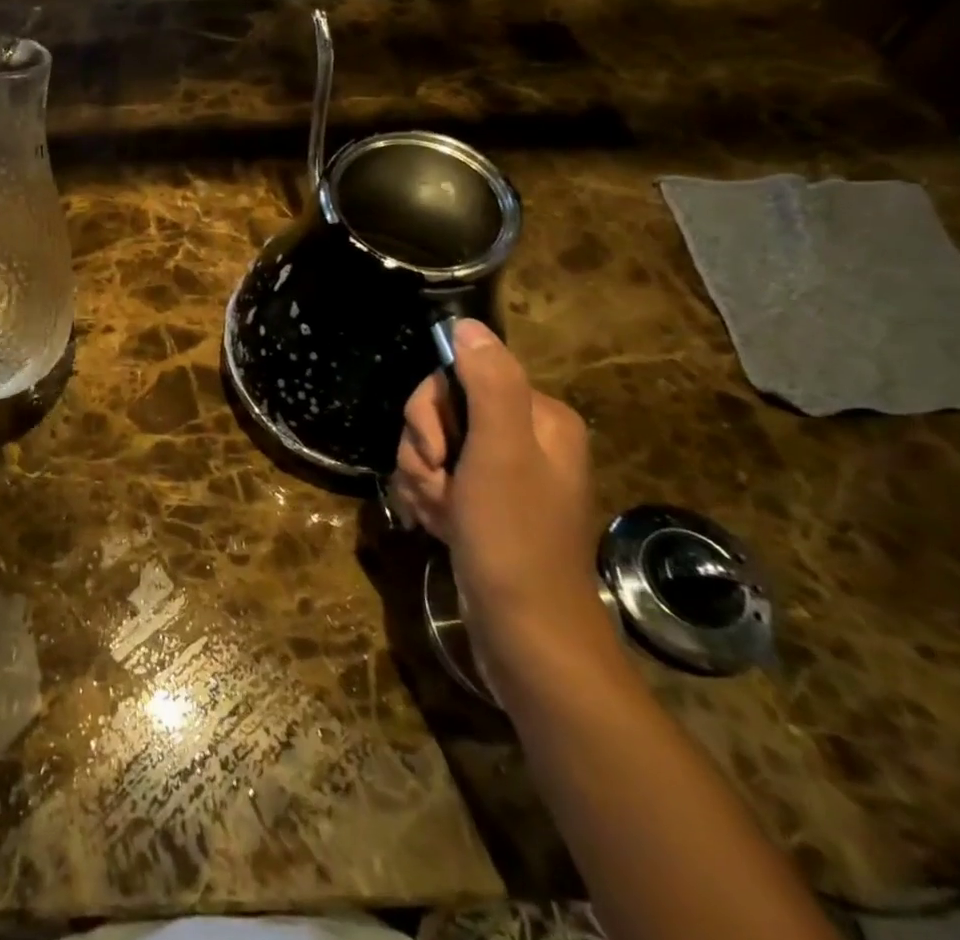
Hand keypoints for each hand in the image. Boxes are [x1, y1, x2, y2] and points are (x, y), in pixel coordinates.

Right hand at [389, 319, 607, 687]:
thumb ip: (488, 382)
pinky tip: (438, 525)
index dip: (431, 412)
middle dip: (424, 450)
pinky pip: (436, 479)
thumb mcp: (500, 452)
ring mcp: (501, 475)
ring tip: (440, 514)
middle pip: (440, 412)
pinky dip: (427, 500)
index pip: (458, 378)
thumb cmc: (514, 537)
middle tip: (439, 485)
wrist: (526, 636)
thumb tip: (468, 325)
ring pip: (431, 448)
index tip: (437, 451)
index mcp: (538, 418)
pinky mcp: (482, 506)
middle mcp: (523, 439)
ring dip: (421, 479)